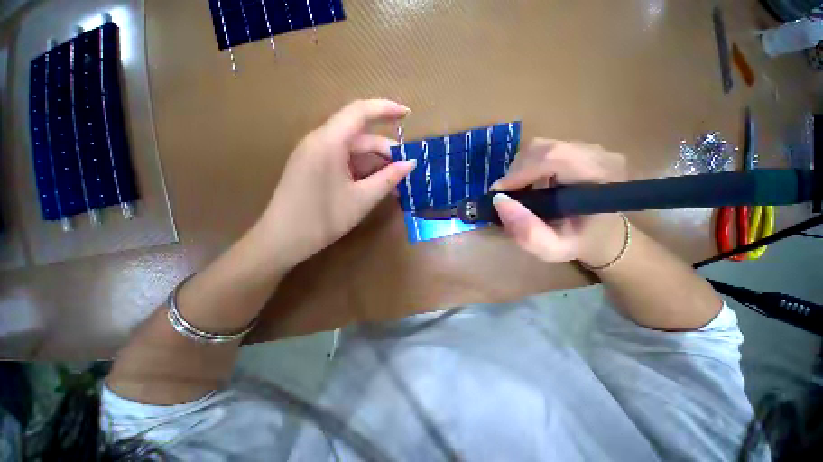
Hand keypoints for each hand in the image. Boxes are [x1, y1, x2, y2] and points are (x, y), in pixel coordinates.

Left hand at [259, 99, 416, 268]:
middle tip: (406, 167)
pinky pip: (337, 156)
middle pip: (356, 132)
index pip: (361, 111)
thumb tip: (411, 163)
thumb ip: (388, 178)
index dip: (387, 108)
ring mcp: (310, 151)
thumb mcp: (359, 200)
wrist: (278, 241)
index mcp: (329, 141)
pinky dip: (356, 166)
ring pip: (348, 146)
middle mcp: (318, 139)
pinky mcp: (307, 164)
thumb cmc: (319, 220)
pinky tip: (371, 183)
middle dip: (383, 147)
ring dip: (371, 160)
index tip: (408, 115)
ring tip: (392, 181)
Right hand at [490, 139, 627, 266]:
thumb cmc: (582, 242)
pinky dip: (532, 162)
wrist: (606, 231)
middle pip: (545, 148)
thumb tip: (499, 202)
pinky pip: (548, 146)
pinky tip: (533, 182)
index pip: (554, 158)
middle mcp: (597, 154)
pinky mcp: (581, 143)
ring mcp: (590, 145)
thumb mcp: (556, 249)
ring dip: (523, 166)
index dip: (521, 172)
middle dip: (518, 170)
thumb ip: (529, 233)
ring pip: (544, 145)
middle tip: (507, 195)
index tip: (499, 194)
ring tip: (519, 190)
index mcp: (598, 178)